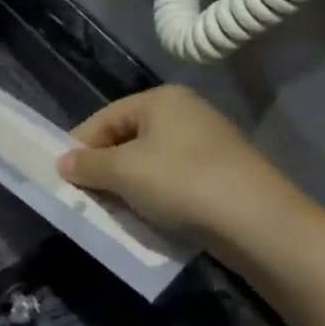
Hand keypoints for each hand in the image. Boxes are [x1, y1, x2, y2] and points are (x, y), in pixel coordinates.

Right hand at [56, 85, 304, 242]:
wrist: (261, 225)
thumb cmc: (182, 183)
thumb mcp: (123, 172)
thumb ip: (87, 165)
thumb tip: (62, 163)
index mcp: (160, 100)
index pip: (103, 119)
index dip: (79, 148)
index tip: (63, 178)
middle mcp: (185, 113)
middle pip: (126, 139)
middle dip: (104, 169)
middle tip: (86, 197)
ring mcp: (208, 144)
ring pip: (149, 163)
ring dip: (129, 187)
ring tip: (116, 212)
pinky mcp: (223, 175)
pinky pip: (174, 181)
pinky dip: (156, 198)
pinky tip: (150, 218)